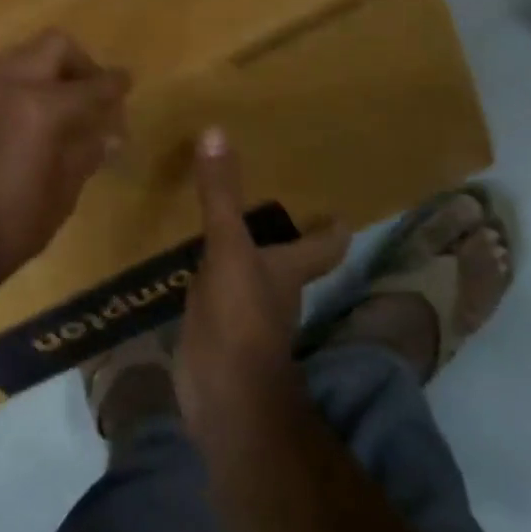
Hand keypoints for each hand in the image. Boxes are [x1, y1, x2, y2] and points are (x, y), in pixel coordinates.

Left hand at [0, 29, 130, 294]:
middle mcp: (9, 86)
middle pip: (53, 45)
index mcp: (41, 108)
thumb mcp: (63, 193)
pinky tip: (21, 122)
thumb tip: (109, 134)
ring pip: (20, 56)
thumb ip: (87, 152)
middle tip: (89, 92)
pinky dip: (18, 89)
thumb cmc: (13, 226)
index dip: (114, 84)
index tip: (126, 83)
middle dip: (78, 62)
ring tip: (57, 103)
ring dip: (45, 69)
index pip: (91, 86)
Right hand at [176, 128, 350, 446]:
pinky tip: (189, 255)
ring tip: (224, 214)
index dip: (333, 228)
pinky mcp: (216, 327)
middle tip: (268, 192)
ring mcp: (245, 312)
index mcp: (288, 269)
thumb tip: (216, 131)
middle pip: (288, 256)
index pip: (323, 245)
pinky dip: (208, 271)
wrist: (223, 400)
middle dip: (282, 230)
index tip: (341, 210)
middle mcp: (274, 289)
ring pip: (250, 272)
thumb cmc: (242, 320)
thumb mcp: (229, 249)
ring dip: (243, 248)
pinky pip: (215, 289)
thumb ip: (221, 195)